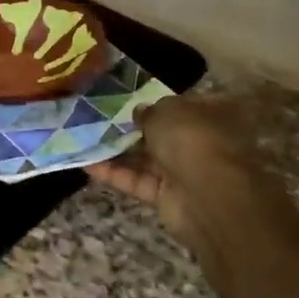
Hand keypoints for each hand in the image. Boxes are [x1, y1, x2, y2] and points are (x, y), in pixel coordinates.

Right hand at [86, 95, 263, 248]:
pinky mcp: (167, 196)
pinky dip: (114, 174)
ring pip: (147, 159)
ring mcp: (185, 171)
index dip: (159, 102)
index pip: (185, 104)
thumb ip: (149, 110)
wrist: (208, 195)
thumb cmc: (193, 139)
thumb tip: (140, 113)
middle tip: (99, 119)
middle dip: (134, 128)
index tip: (130, 101)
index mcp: (213, 114)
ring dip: (118, 151)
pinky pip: (138, 181)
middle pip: (163, 134)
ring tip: (85, 140)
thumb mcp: (166, 111)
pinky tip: (87, 164)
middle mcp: (202, 142)